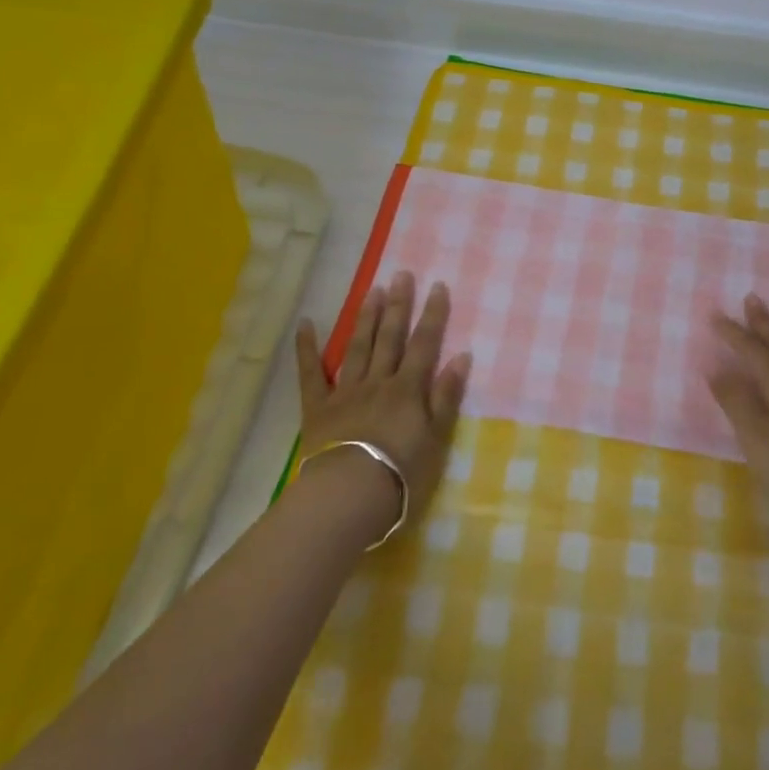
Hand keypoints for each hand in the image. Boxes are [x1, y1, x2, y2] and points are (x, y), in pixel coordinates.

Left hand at [295, 271, 471, 537]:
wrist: (348, 495)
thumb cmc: (401, 473)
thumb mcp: (437, 438)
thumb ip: (446, 396)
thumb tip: (461, 356)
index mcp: (408, 389)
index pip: (424, 344)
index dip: (433, 315)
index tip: (438, 286)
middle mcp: (378, 381)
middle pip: (390, 337)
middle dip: (399, 305)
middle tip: (402, 275)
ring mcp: (346, 391)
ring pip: (358, 347)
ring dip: (366, 317)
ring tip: (373, 290)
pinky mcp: (318, 407)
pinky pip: (311, 374)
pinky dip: (307, 348)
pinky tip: (307, 324)